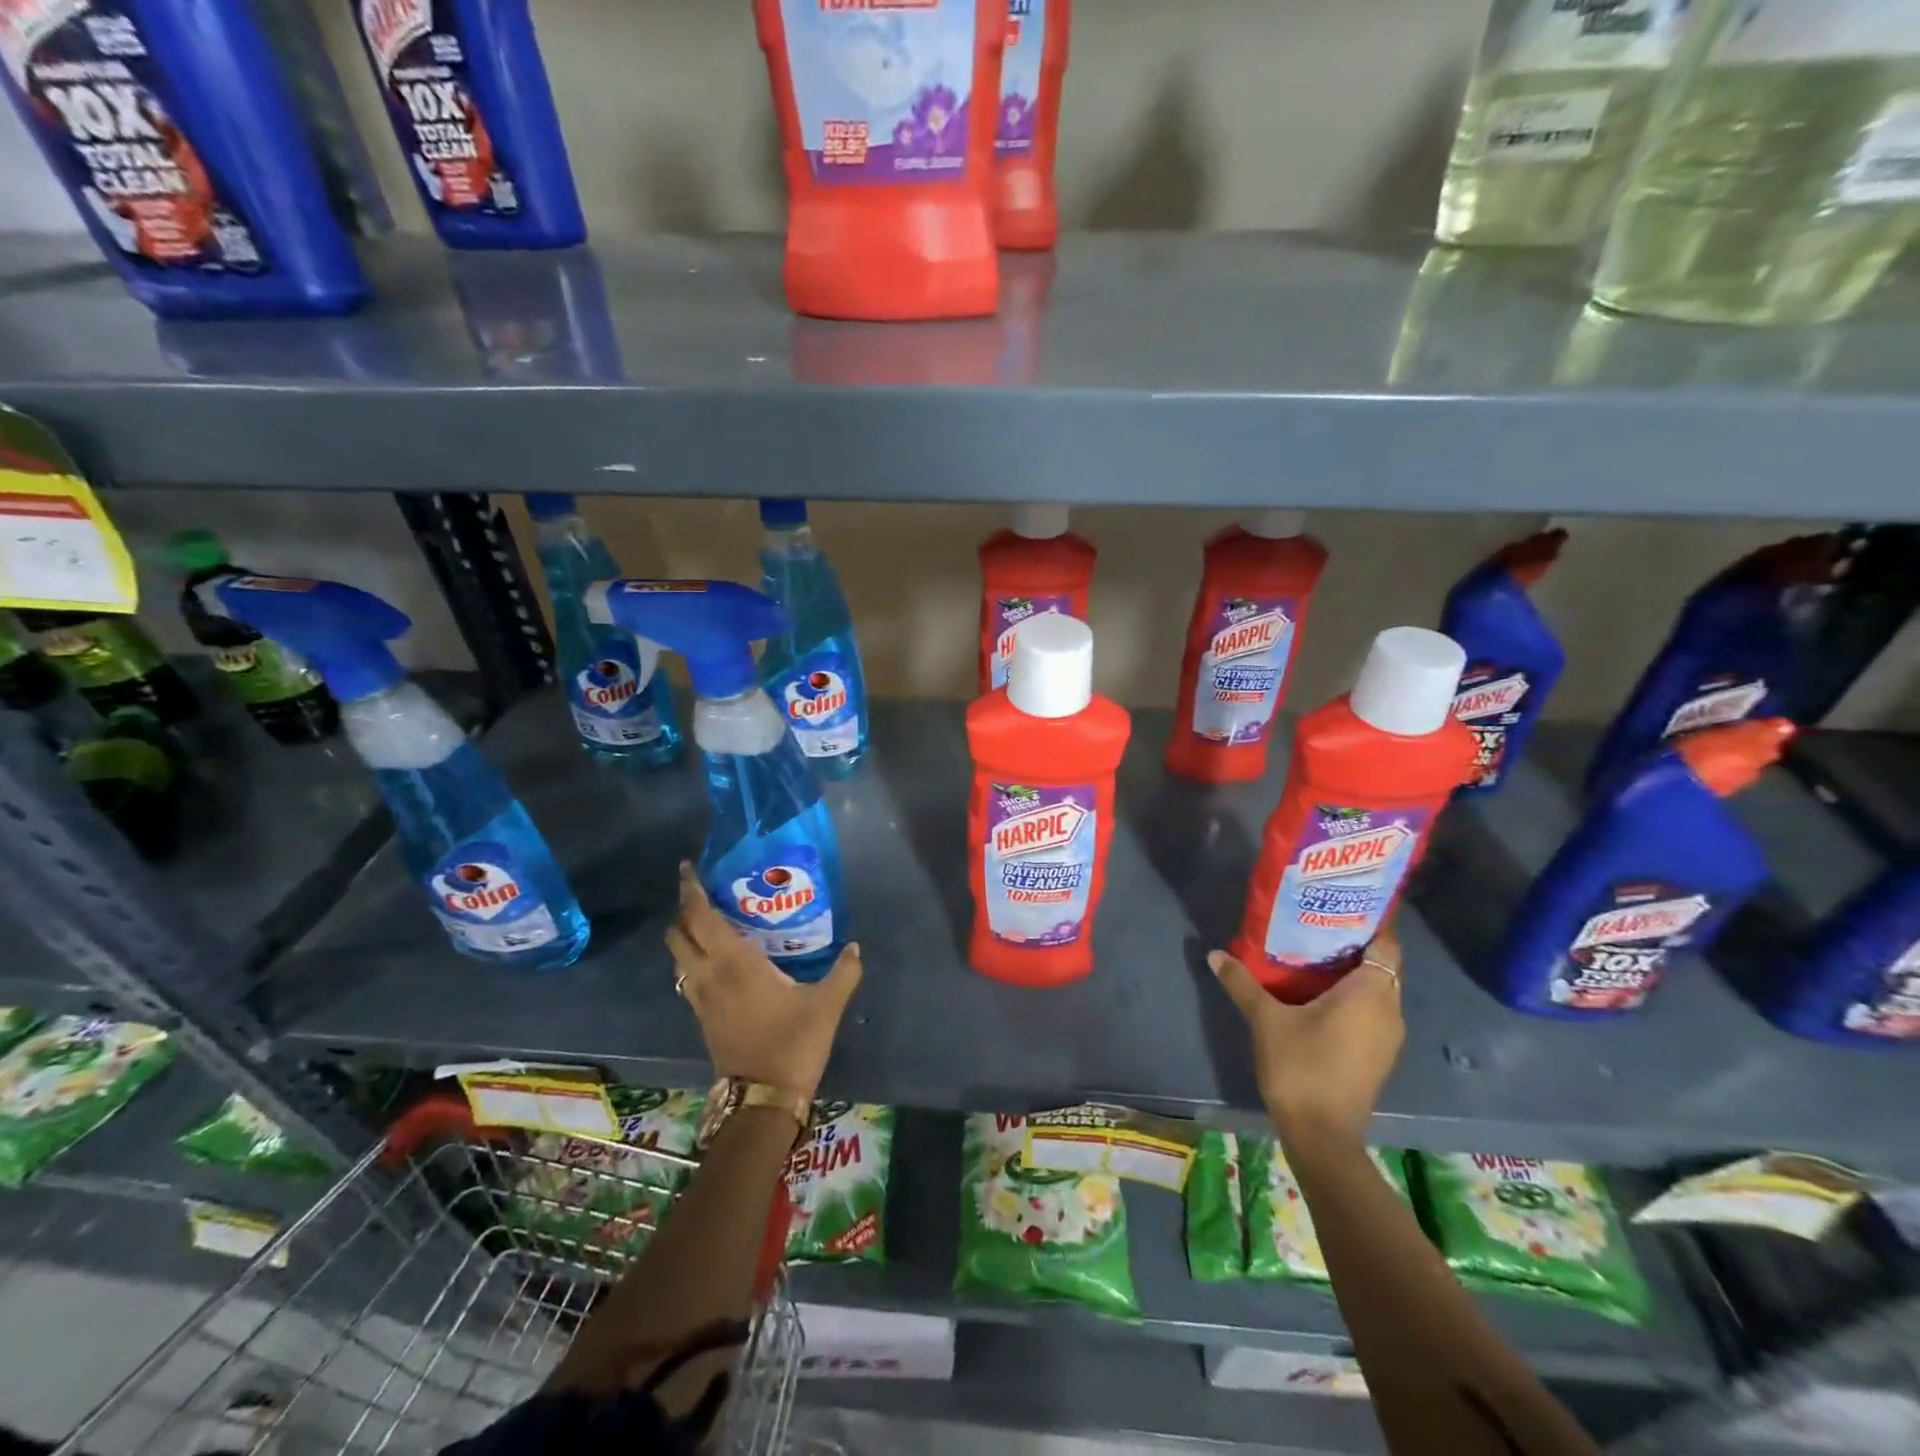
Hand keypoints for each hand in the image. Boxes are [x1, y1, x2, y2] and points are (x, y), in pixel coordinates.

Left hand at [666, 863, 862, 1100]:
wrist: (762, 1098)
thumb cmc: (793, 1043)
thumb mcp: (827, 1004)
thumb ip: (844, 971)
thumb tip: (854, 947)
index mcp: (734, 962)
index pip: (700, 917)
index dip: (690, 890)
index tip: (688, 868)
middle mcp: (709, 975)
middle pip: (678, 934)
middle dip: (683, 909)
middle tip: (703, 892)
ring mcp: (701, 998)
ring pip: (678, 958)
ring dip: (685, 935)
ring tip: (708, 922)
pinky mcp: (702, 1017)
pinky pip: (687, 977)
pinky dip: (693, 959)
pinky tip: (717, 960)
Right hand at [1209, 922, 1404, 1149]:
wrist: (1322, 1135)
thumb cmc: (1301, 1066)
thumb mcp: (1265, 1019)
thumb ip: (1242, 983)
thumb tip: (1215, 954)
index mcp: (1370, 993)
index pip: (1386, 944)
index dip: (1370, 921)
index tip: (1341, 904)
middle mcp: (1389, 1010)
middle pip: (1382, 965)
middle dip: (1354, 944)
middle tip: (1317, 924)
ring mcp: (1388, 1036)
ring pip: (1377, 990)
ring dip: (1352, 972)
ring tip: (1313, 954)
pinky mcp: (1378, 1055)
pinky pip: (1372, 1011)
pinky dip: (1352, 996)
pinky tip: (1319, 994)